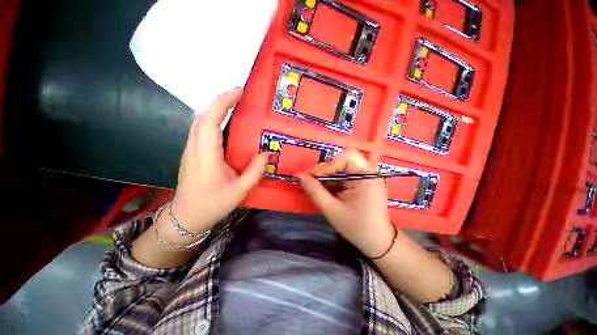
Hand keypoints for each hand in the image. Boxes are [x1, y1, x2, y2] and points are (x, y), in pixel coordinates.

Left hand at [171, 88, 267, 232]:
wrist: (186, 217)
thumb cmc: (212, 204)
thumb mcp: (240, 190)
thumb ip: (255, 171)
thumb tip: (267, 153)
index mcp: (206, 155)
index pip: (210, 120)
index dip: (222, 103)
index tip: (238, 92)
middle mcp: (194, 148)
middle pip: (202, 116)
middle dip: (220, 101)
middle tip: (239, 95)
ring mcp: (190, 150)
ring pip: (199, 121)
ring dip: (215, 108)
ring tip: (234, 104)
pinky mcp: (192, 153)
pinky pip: (200, 129)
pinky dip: (212, 119)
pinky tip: (224, 122)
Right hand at [297, 150, 394, 257]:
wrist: (376, 242)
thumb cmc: (356, 227)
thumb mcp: (331, 209)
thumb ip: (315, 191)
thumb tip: (299, 176)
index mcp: (366, 177)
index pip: (347, 158)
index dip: (328, 165)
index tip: (313, 177)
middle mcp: (368, 173)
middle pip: (343, 160)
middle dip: (325, 169)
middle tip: (310, 179)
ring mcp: (366, 177)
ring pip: (342, 167)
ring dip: (327, 174)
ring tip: (314, 184)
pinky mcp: (362, 183)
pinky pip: (344, 175)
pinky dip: (332, 180)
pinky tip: (323, 188)